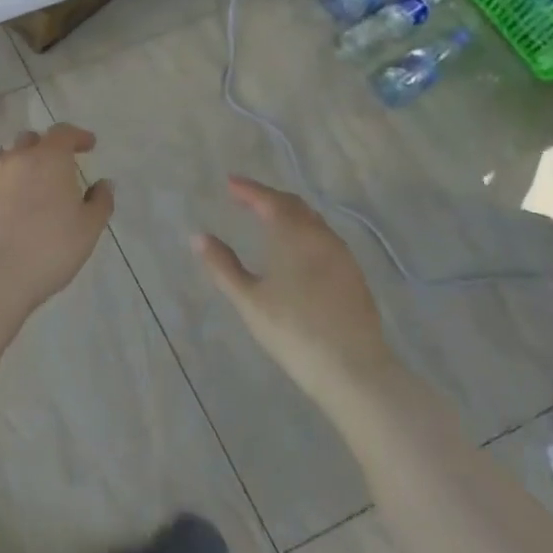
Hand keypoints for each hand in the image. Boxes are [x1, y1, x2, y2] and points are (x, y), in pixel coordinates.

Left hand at [0, 123, 114, 368]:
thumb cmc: (49, 250)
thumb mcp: (88, 230)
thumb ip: (100, 201)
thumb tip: (103, 184)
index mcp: (48, 159)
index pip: (63, 133)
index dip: (77, 136)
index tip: (88, 145)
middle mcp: (14, 158)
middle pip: (29, 140)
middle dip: (44, 148)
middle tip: (55, 167)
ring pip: (2, 157)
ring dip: (17, 163)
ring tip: (24, 184)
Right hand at [194, 178, 398, 401]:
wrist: (353, 370)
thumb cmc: (292, 331)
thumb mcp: (248, 300)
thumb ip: (223, 266)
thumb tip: (199, 237)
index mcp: (294, 237)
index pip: (269, 201)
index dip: (249, 189)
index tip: (230, 182)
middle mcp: (321, 238)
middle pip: (295, 206)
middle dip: (269, 197)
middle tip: (245, 197)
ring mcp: (342, 257)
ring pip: (313, 222)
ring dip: (289, 213)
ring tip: (267, 217)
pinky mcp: (354, 276)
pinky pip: (324, 238)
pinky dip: (304, 230)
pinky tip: (295, 247)